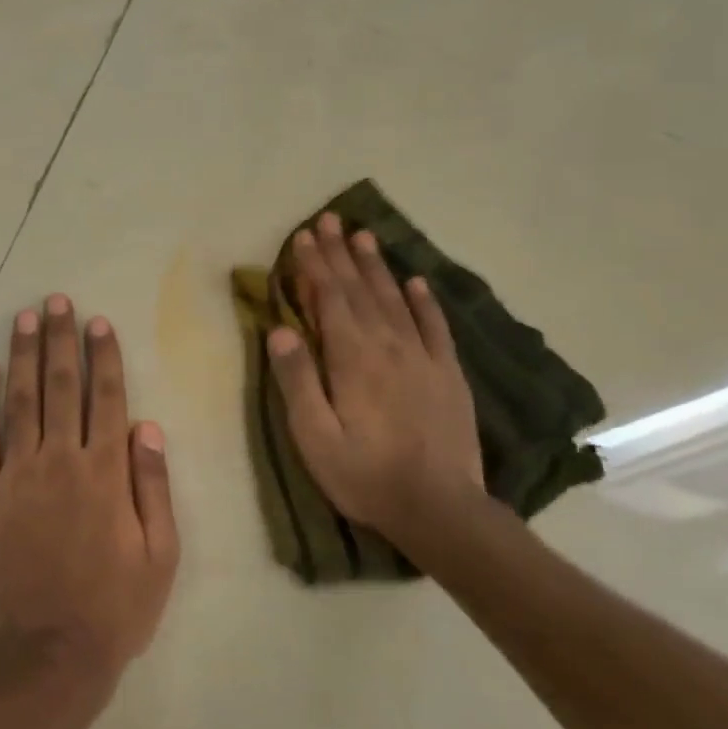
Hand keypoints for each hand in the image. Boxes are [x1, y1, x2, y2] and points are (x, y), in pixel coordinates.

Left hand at [0, 294, 180, 689]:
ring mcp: (14, 476)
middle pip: (60, 386)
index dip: (103, 356)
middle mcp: (59, 461)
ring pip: (18, 401)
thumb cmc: (113, 609)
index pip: (106, 398)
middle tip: (56, 302)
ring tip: (23, 318)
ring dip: (21, 356)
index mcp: (105, 473)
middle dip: (59, 340)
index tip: (97, 322)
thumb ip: (153, 487)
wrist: (45, 656)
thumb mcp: (159, 556)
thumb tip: (147, 426)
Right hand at [267, 213, 484, 547]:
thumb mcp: (314, 436)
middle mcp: (388, 346)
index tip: (303, 236)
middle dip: (341, 254)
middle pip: (360, 290)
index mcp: (352, 358)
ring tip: (364, 236)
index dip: (314, 266)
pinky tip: (416, 282)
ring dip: (377, 266)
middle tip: (329, 220)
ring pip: (395, 299)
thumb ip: (297, 381)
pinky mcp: (448, 374)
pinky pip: (435, 327)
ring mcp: (423, 358)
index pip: (329, 300)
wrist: (439, 508)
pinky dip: (424, 301)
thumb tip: (279, 330)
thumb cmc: (364, 475)